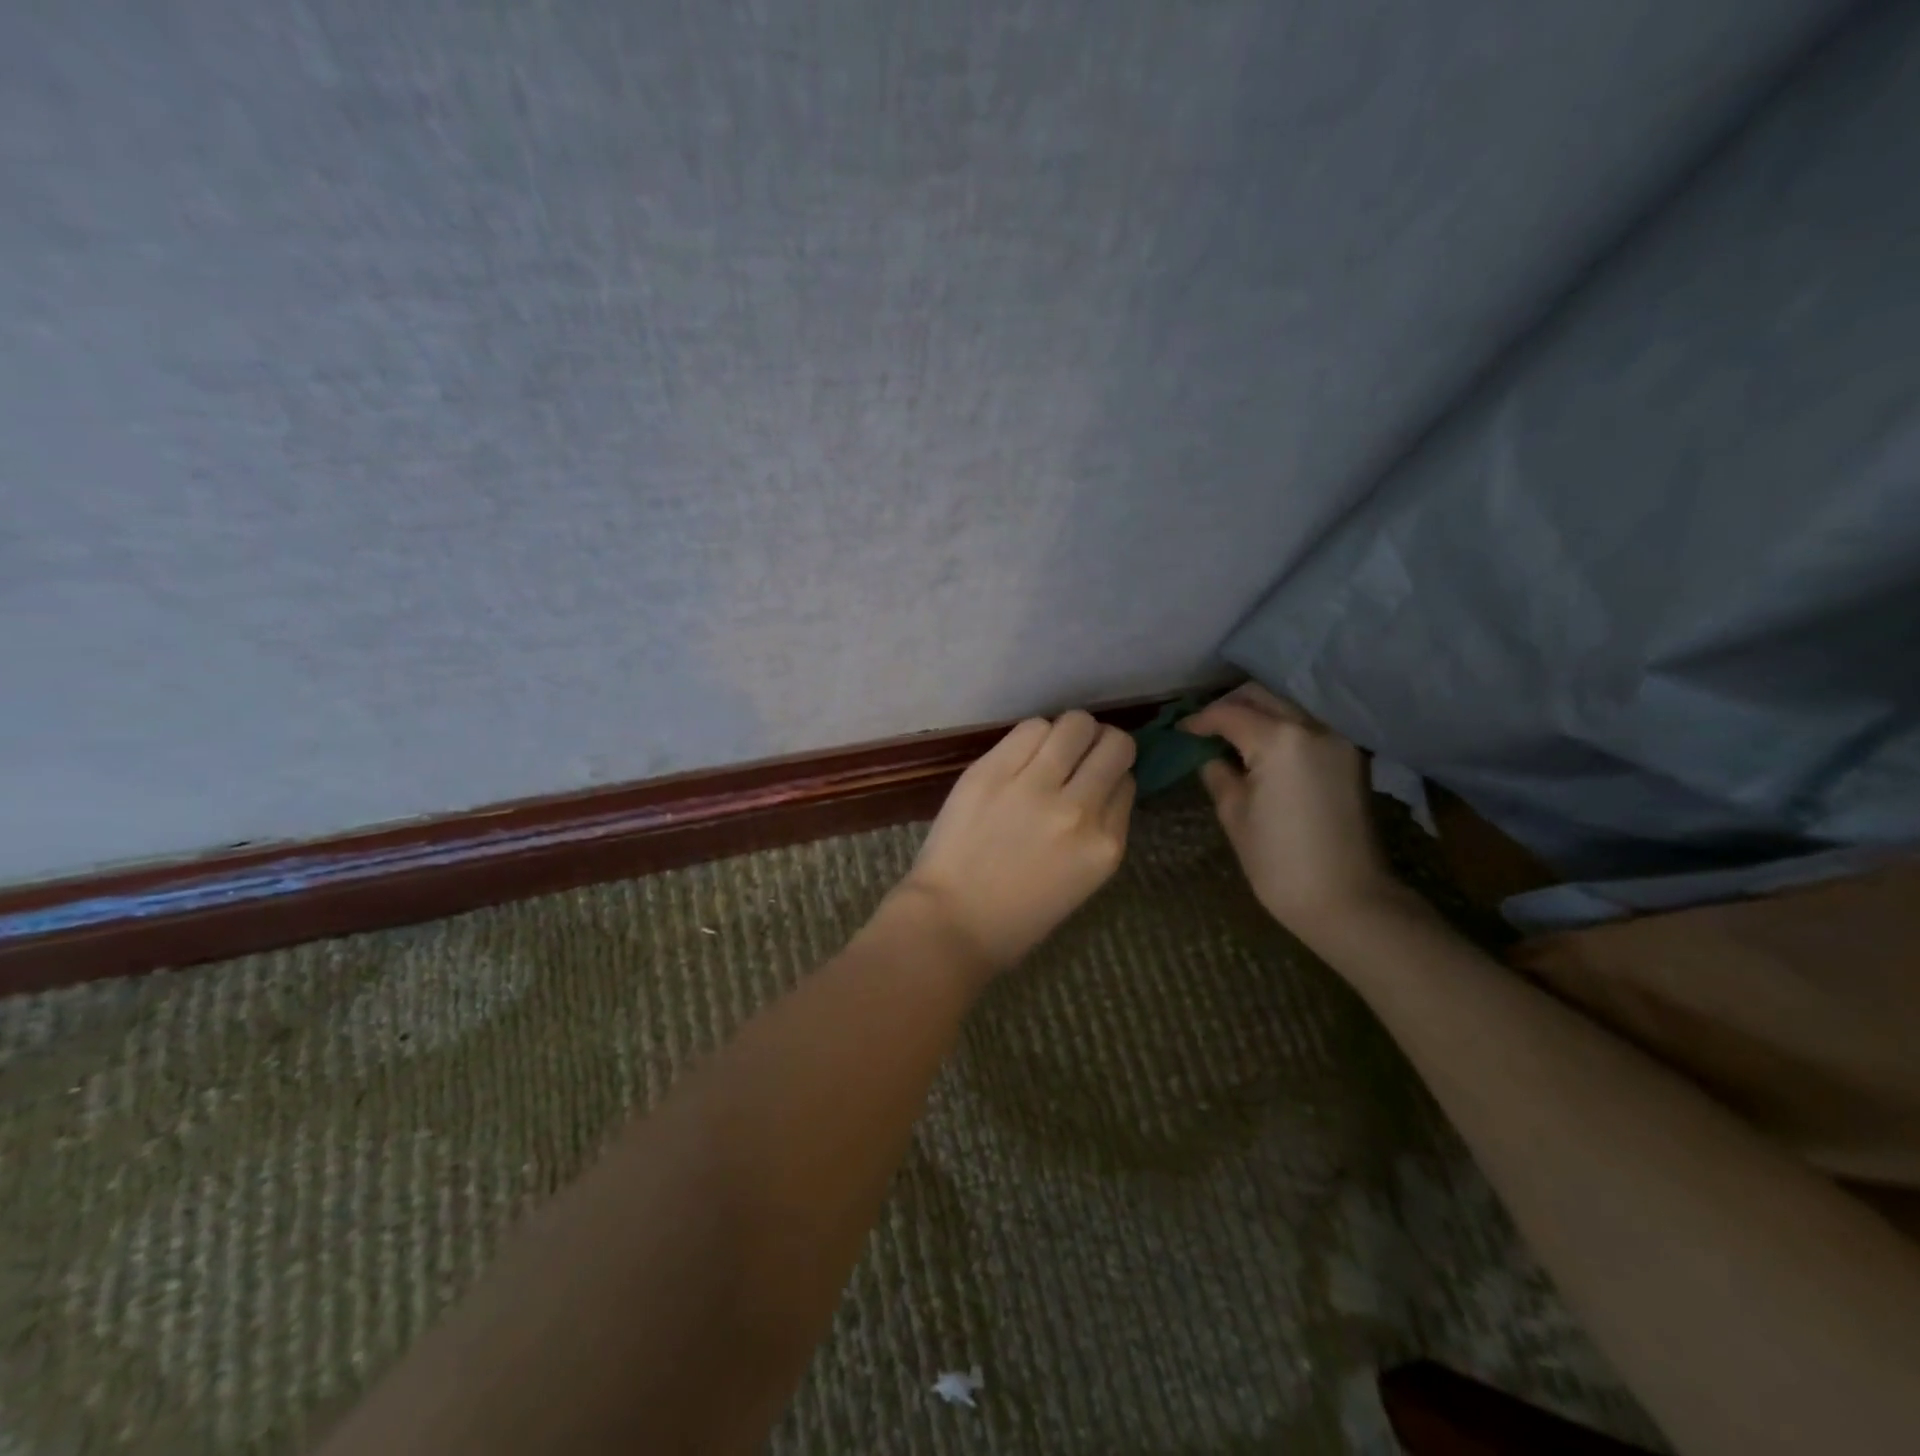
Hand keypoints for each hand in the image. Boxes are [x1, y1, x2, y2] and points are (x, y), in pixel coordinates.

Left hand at [896, 711, 1135, 972]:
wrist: (951, 922)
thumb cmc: (1017, 916)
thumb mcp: (1082, 879)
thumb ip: (1099, 830)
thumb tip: (1102, 785)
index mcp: (1105, 846)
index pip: (1127, 782)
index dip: (1112, 776)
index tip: (1095, 781)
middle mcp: (1078, 810)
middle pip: (1114, 744)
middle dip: (1102, 744)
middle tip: (1080, 755)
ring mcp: (1034, 787)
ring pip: (1075, 724)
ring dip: (1069, 733)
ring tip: (1050, 750)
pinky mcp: (992, 771)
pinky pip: (1030, 728)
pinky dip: (1033, 735)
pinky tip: (1022, 753)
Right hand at [1182, 684, 1403, 944]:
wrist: (1348, 900)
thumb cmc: (1279, 862)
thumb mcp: (1234, 815)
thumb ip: (1218, 773)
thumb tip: (1209, 756)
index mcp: (1279, 740)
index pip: (1229, 714)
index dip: (1200, 720)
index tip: (1180, 731)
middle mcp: (1312, 727)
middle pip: (1262, 696)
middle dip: (1229, 705)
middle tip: (1204, 728)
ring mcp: (1338, 739)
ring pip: (1288, 705)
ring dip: (1258, 711)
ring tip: (1231, 735)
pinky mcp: (1351, 756)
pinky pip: (1308, 724)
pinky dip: (1282, 726)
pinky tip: (1263, 748)